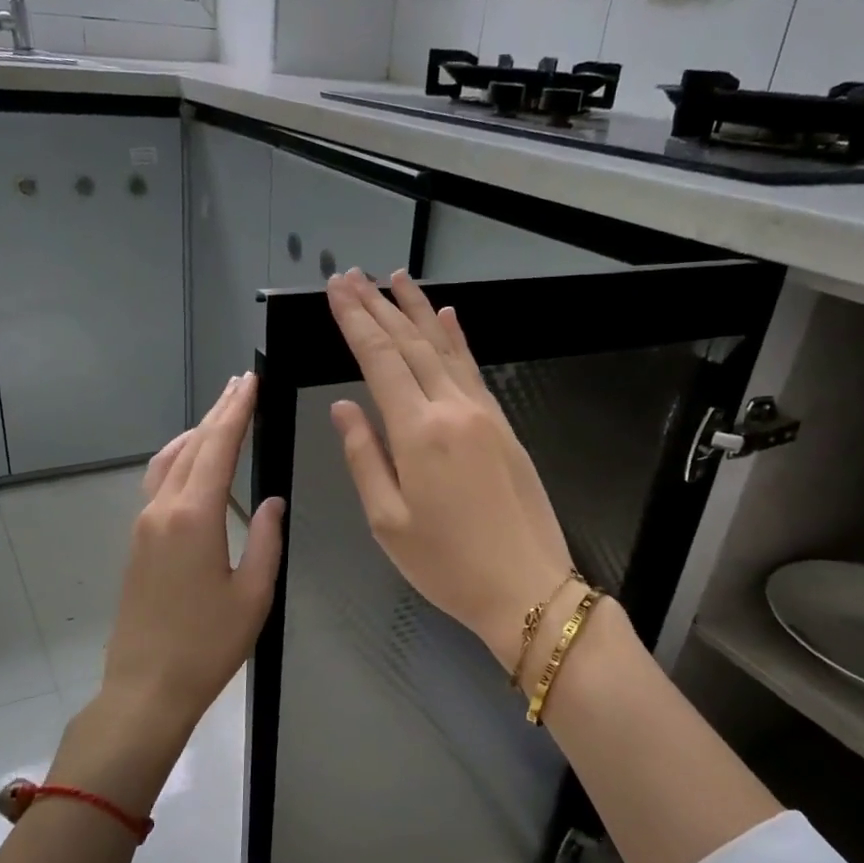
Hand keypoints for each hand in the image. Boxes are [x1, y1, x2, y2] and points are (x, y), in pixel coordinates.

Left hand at [53, 374, 284, 812]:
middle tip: (239, 384)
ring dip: (195, 433)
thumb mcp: (254, 594)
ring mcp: (143, 525)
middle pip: (192, 447)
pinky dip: (178, 459)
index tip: (250, 381)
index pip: (218, 447)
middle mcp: (163, 510)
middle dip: (218, 412)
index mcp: (194, 517)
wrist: (146, 686)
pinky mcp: (137, 542)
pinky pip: (157, 483)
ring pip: (169, 461)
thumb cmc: (208, 645)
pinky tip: (190, 461)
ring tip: (219, 414)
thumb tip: (274, 502)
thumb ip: (268, 540)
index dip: (236, 411)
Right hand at [325, 269, 574, 672]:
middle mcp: (453, 409)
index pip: (380, 360)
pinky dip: (457, 340)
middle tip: (354, 275)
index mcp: (418, 433)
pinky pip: (474, 370)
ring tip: (396, 278)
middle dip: (379, 306)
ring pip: (445, 349)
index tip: (336, 290)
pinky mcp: (504, 426)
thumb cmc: (447, 564)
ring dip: (418, 311)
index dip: (355, 321)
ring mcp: (485, 414)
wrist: (527, 587)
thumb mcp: (388, 522)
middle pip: (411, 344)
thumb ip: (364, 458)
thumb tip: (344, 408)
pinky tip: (448, 318)